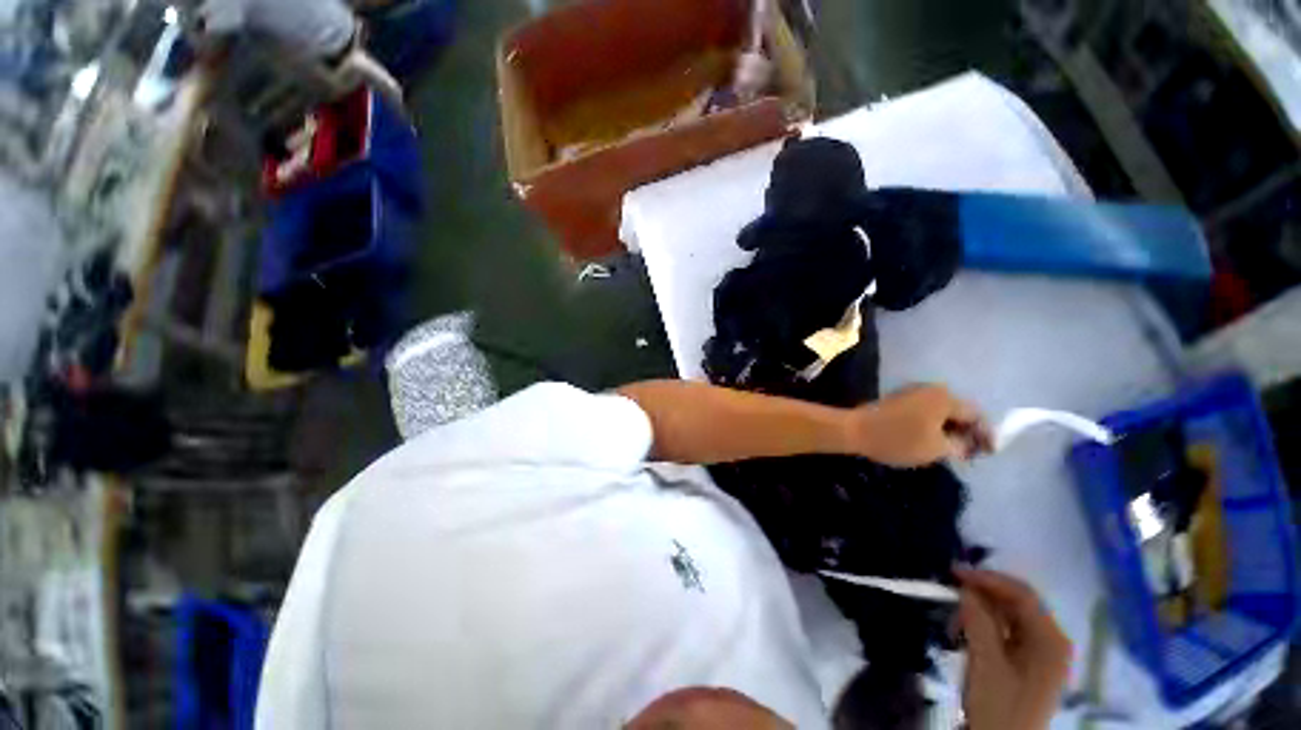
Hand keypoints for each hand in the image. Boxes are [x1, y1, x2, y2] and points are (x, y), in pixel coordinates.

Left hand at [848, 385, 991, 466]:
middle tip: (969, 453)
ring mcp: (913, 392)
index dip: (985, 435)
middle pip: (959, 411)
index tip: (987, 454)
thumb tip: (969, 444)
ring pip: (941, 411)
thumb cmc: (898, 439)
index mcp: (945, 397)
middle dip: (966, 431)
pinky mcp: (899, 399)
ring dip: (949, 429)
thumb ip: (961, 445)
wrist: (855, 430)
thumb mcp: (937, 448)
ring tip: (951, 449)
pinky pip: (925, 412)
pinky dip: (933, 425)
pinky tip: (930, 440)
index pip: (976, 415)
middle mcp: (931, 389)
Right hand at [957, 567, 1071, 729]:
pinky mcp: (1028, 664)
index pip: (1023, 595)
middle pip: (1018, 604)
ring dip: (981, 612)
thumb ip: (979, 620)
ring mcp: (1042, 655)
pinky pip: (1007, 633)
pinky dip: (985, 627)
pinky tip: (965, 632)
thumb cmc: (998, 706)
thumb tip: (965, 586)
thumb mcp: (986, 663)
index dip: (988, 579)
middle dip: (983, 595)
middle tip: (950, 593)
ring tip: (954, 619)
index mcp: (1051, 641)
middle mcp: (1052, 642)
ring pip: (1009, 617)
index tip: (953, 573)